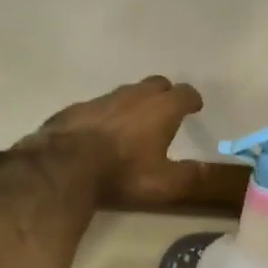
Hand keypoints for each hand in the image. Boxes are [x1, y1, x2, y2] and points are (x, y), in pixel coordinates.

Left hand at [23, 76, 203, 205]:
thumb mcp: (163, 183)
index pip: (184, 94)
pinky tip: (103, 130)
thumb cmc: (122, 172)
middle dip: (166, 93)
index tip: (195, 106)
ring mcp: (103, 99)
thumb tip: (203, 169)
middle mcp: (134, 96)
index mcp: (161, 109)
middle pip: (157, 84)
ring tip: (135, 121)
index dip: (192, 99)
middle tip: (167, 109)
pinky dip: (108, 113)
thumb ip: (188, 175)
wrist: (65, 165)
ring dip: (136, 102)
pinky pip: (101, 105)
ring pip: (127, 92)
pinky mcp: (78, 107)